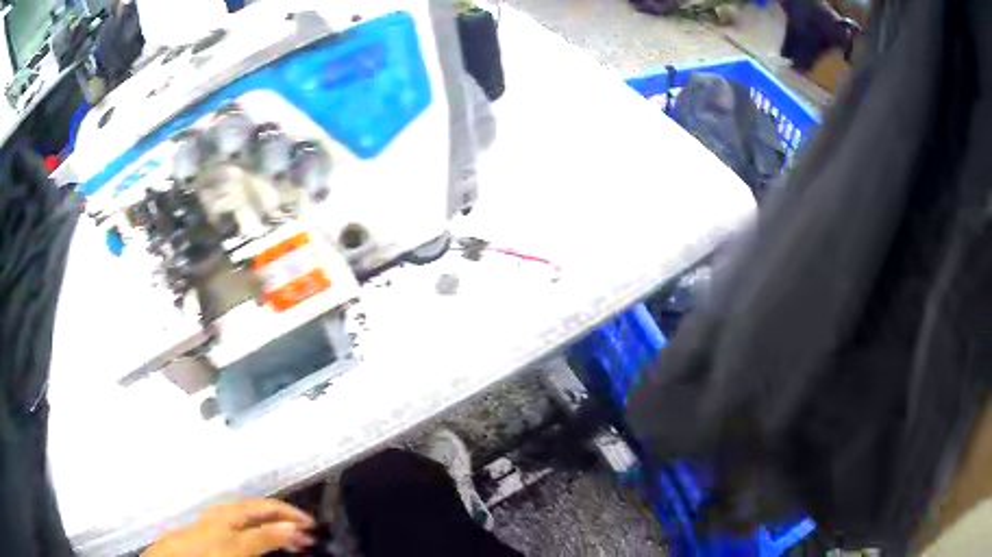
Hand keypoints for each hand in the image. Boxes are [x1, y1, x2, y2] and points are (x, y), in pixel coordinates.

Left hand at [143, 499, 315, 556]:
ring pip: (255, 522)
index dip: (291, 513)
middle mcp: (228, 512)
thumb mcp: (240, 545)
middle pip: (262, 512)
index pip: (268, 506)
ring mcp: (222, 522)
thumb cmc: (210, 549)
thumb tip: (292, 526)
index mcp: (233, 511)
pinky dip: (263, 535)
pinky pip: (247, 530)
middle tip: (309, 538)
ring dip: (277, 531)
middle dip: (286, 522)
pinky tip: (267, 544)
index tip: (313, 526)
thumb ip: (264, 536)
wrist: (179, 556)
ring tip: (294, 544)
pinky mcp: (218, 533)